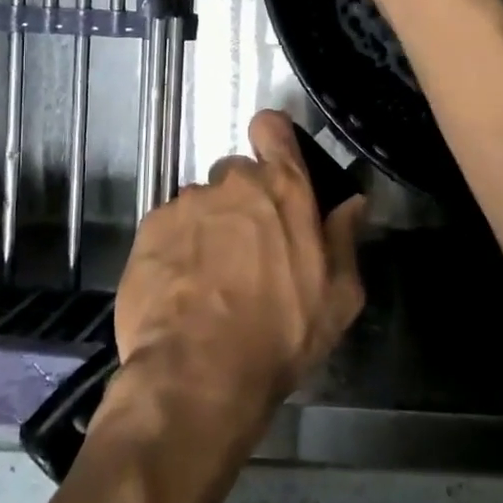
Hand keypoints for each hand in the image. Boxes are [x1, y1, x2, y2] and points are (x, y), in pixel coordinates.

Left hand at [109, 110, 366, 441]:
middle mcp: (231, 184)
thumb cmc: (280, 335)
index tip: (274, 162)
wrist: (197, 375)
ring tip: (209, 279)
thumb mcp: (337, 297)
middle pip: (237, 175)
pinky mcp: (149, 230)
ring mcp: (185, 204)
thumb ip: (344, 239)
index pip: (272, 128)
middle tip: (248, 250)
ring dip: (208, 228)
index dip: (272, 139)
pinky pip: (168, 228)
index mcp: (283, 188)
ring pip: (201, 204)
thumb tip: (353, 203)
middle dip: (243, 202)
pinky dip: (176, 249)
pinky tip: (180, 289)